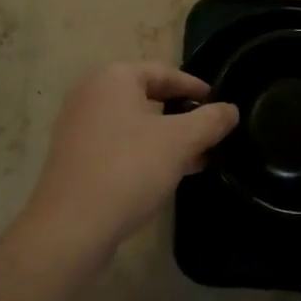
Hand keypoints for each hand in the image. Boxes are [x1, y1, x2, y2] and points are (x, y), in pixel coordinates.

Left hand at [16, 63, 237, 272]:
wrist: (70, 227)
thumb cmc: (128, 169)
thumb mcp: (179, 142)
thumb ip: (209, 121)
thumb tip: (230, 109)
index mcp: (113, 77)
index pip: (164, 72)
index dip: (195, 88)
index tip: (219, 105)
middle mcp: (91, 93)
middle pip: (148, 97)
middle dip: (182, 117)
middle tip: (210, 136)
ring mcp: (78, 126)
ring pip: (134, 124)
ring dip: (166, 139)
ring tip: (197, 160)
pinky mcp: (74, 157)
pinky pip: (118, 144)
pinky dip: (143, 153)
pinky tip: (166, 176)